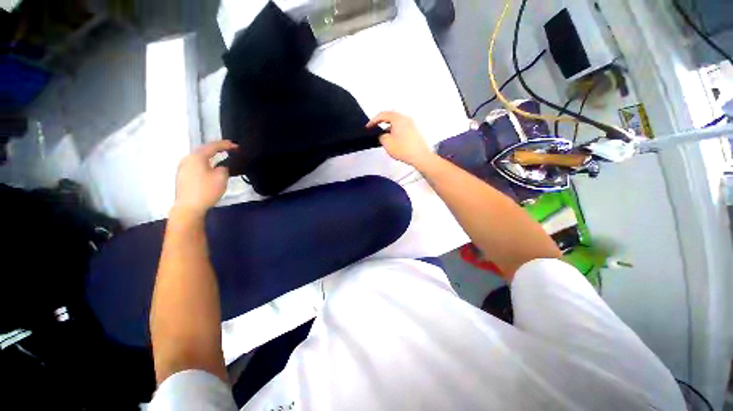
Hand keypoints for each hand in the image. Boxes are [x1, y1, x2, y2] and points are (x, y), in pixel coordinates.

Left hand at [173, 140, 237, 217]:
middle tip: (230, 149)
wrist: (189, 207)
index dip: (226, 145)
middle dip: (217, 148)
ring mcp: (183, 167)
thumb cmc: (206, 190)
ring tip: (221, 156)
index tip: (237, 146)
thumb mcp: (221, 177)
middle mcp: (188, 158)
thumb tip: (222, 166)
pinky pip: (196, 163)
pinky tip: (211, 166)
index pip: (213, 146)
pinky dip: (205, 162)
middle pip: (204, 150)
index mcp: (197, 157)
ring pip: (199, 157)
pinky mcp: (183, 175)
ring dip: (211, 155)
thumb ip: (224, 167)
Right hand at [367, 111, 433, 168]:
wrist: (420, 156)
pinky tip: (392, 139)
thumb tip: (382, 135)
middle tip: (374, 128)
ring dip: (388, 127)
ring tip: (382, 136)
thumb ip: (381, 136)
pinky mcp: (414, 131)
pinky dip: (395, 130)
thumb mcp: (387, 143)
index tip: (368, 127)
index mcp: (398, 118)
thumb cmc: (403, 149)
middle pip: (390, 116)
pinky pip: (401, 127)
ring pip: (396, 122)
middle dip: (381, 122)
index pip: (383, 115)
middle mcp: (405, 118)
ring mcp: (411, 124)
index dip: (373, 121)